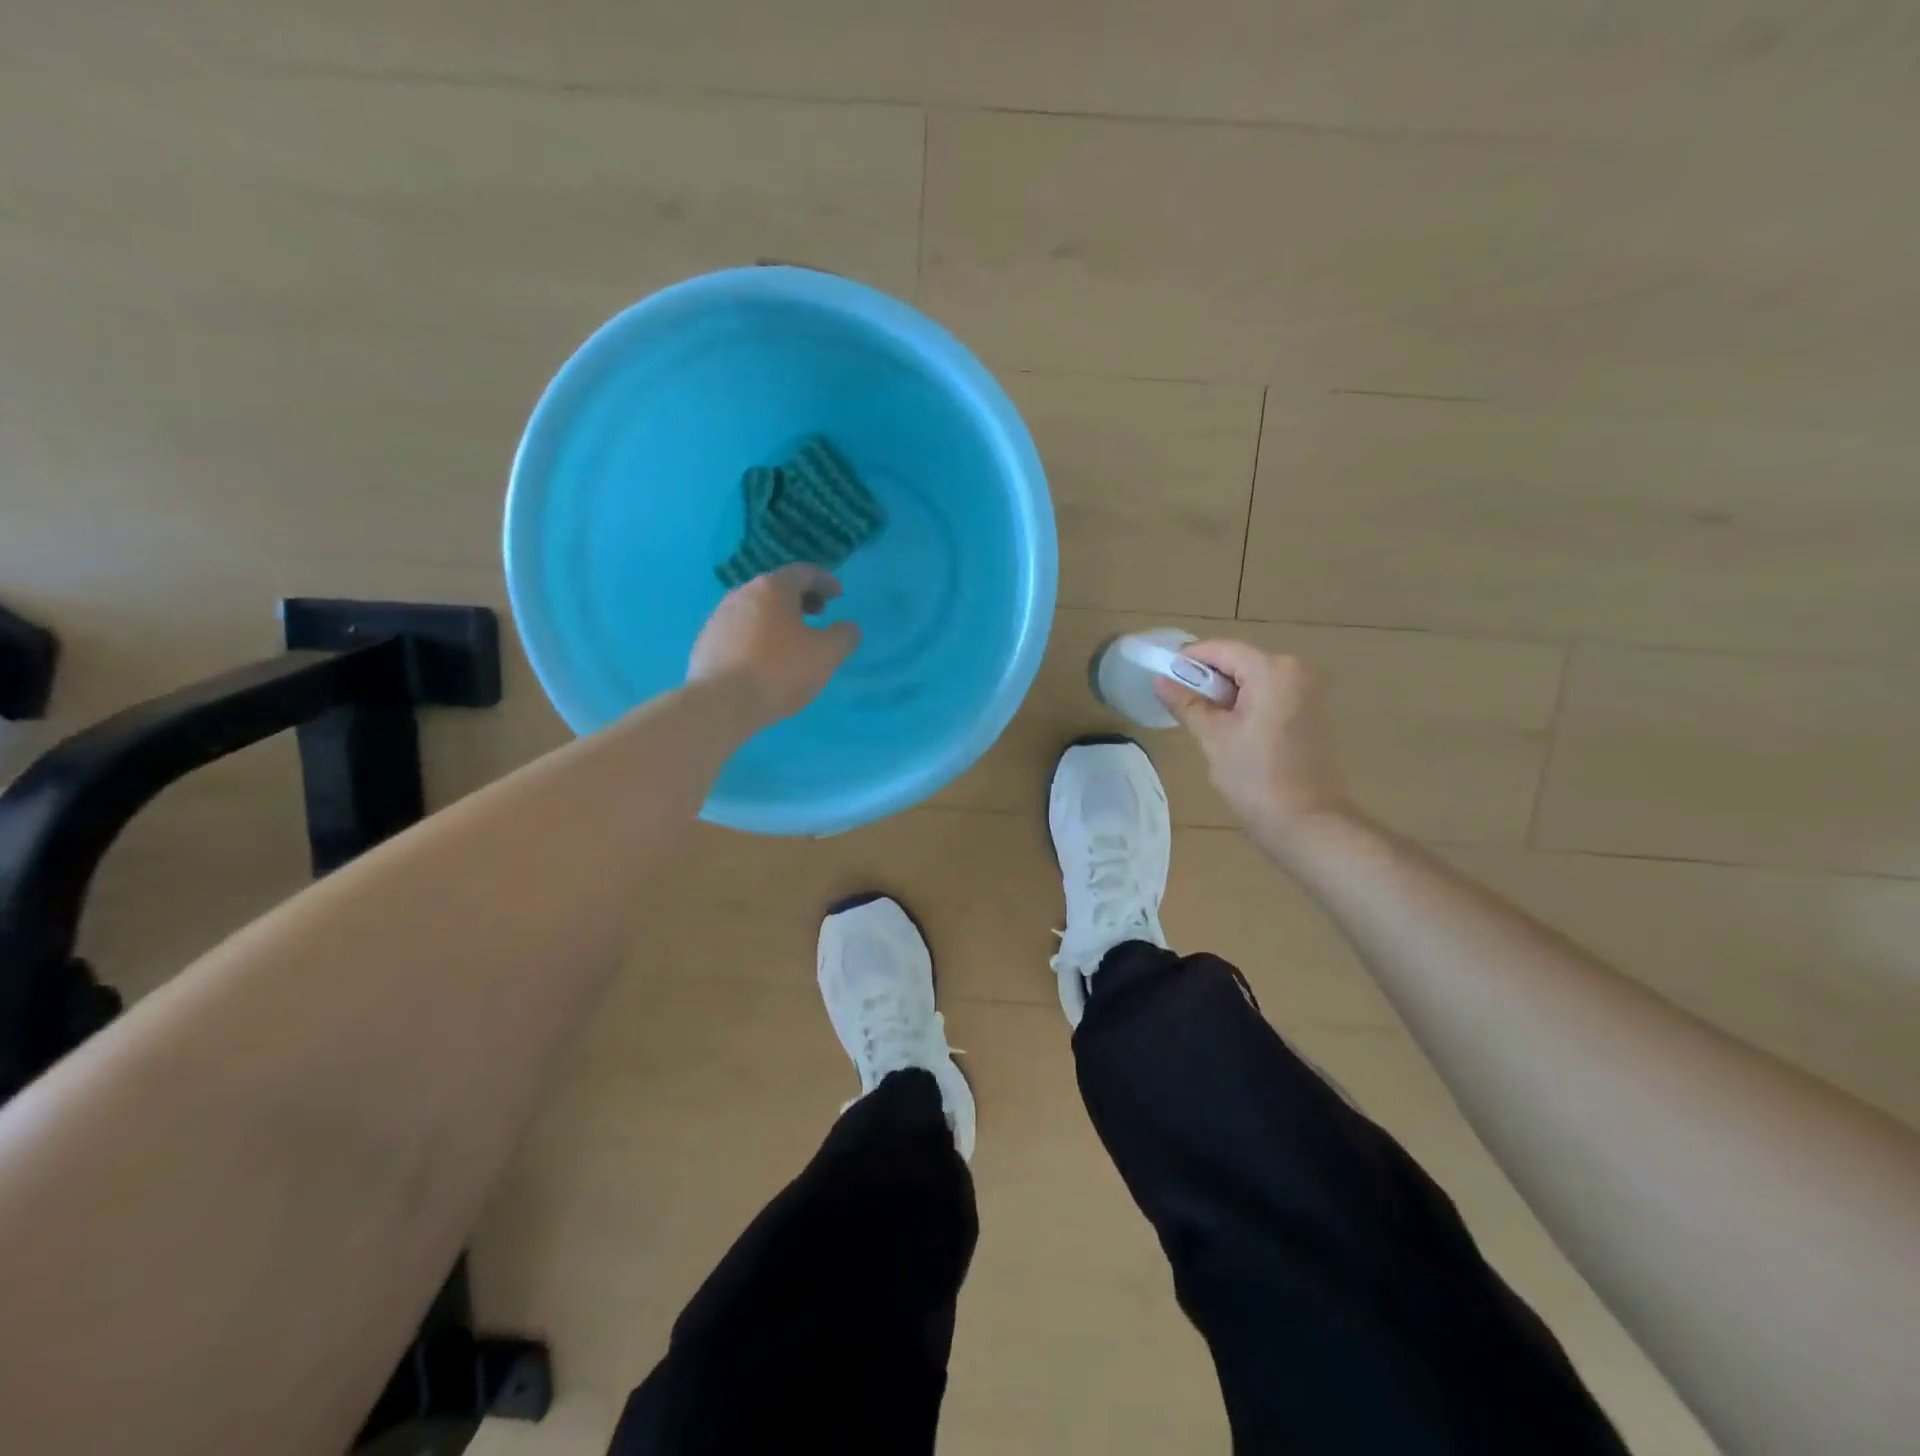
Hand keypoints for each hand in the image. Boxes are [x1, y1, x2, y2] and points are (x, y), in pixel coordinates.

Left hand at [688, 565, 859, 726]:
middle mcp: (742, 594)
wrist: (720, 703)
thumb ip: (844, 636)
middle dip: (801, 599)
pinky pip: (740, 631)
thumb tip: (849, 628)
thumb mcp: (826, 655)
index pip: (803, 572)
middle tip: (819, 614)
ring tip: (793, 641)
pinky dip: (758, 637)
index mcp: (772, 588)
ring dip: (778, 618)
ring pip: (756, 610)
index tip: (838, 595)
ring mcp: (719, 618)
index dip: (825, 581)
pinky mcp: (706, 643)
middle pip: (776, 588)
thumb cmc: (779, 671)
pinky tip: (765, 660)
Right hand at [1153, 641, 1355, 852]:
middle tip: (1178, 702)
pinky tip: (1230, 729)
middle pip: (1240, 661)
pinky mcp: (1312, 712)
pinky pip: (1270, 695)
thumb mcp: (1213, 737)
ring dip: (1225, 693)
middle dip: (1207, 678)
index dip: (1188, 659)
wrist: (1308, 823)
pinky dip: (1246, 704)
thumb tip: (1160, 680)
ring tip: (1201, 719)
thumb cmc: (1255, 778)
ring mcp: (1310, 691)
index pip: (1221, 649)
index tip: (1162, 675)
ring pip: (1254, 679)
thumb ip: (1186, 703)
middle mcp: (1297, 671)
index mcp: (1273, 670)